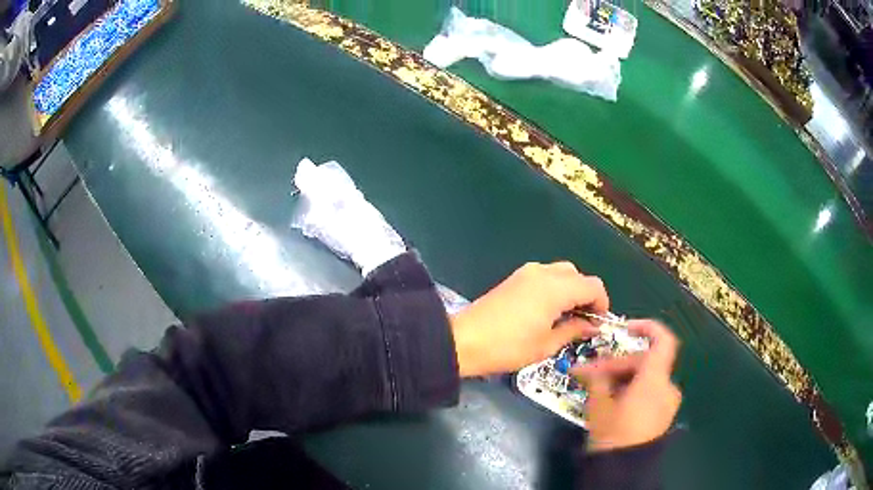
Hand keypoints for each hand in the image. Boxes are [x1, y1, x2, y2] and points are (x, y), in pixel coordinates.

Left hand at [449, 262, 608, 376]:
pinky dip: (554, 288)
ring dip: (570, 290)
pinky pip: (544, 276)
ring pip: (561, 272)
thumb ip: (573, 330)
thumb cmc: (508, 347)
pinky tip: (548, 310)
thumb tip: (591, 325)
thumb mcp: (546, 345)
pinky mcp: (514, 278)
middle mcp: (543, 273)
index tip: (598, 322)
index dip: (602, 302)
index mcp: (555, 288)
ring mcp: (526, 272)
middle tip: (583, 320)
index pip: (592, 285)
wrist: (464, 340)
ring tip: (566, 316)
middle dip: (586, 295)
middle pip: (577, 275)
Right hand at [572, 320, 681, 451]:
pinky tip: (612, 400)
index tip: (625, 327)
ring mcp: (667, 402)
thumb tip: (590, 368)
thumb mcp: (599, 406)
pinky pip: (649, 392)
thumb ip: (597, 379)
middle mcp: (667, 387)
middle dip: (616, 365)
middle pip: (645, 362)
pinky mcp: (663, 415)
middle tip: (589, 373)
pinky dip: (632, 390)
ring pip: (645, 378)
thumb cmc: (612, 435)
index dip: (647, 327)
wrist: (624, 471)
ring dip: (622, 378)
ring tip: (597, 389)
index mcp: (655, 380)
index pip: (662, 340)